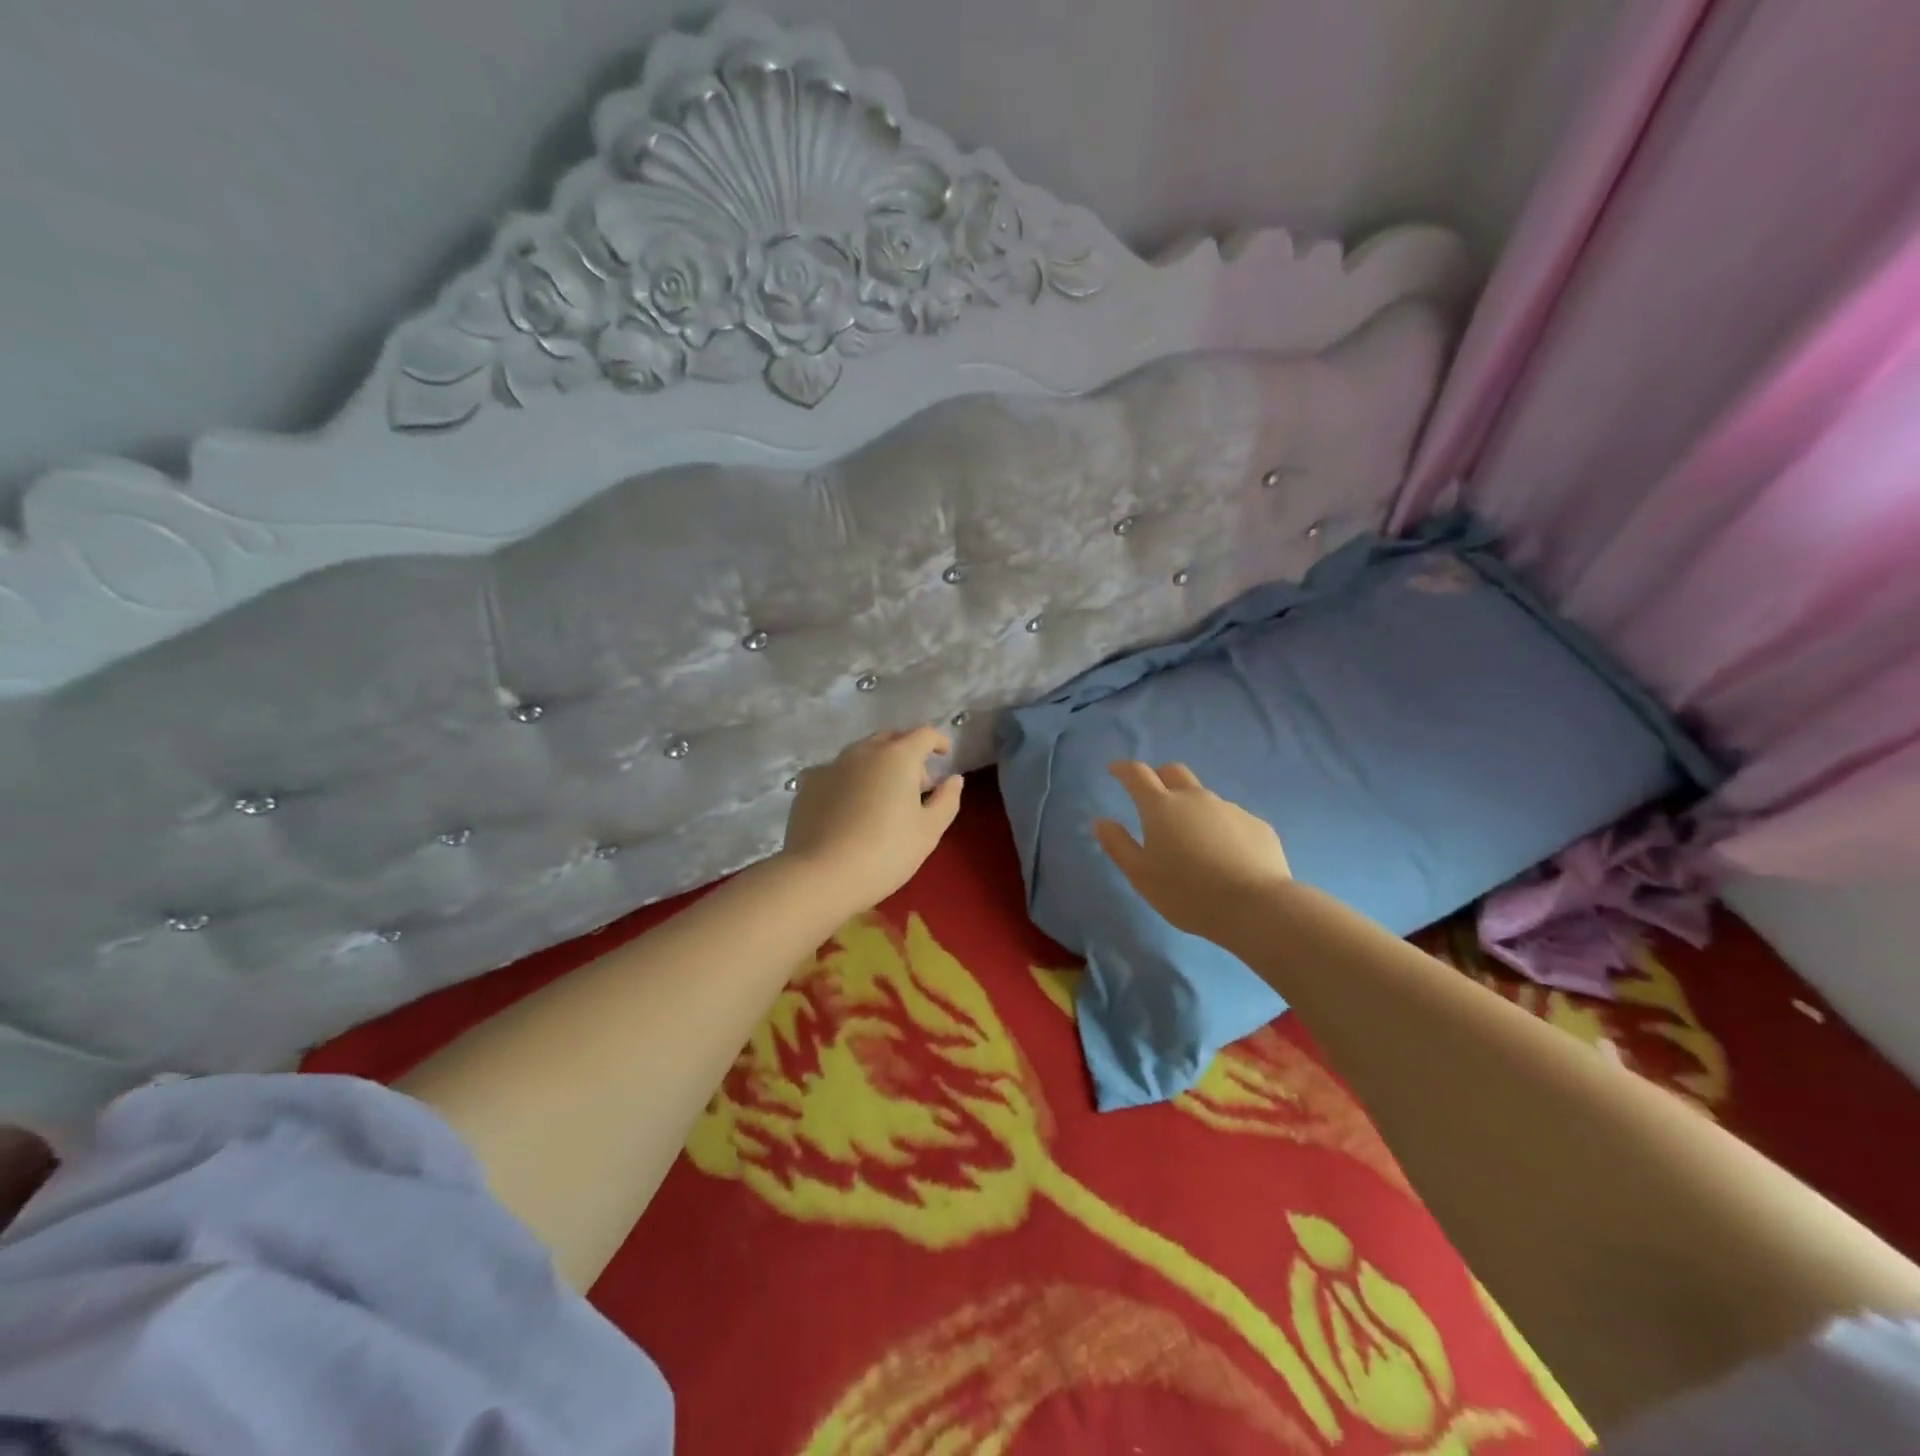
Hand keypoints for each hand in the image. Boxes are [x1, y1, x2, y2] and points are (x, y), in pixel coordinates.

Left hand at [782, 727, 963, 912]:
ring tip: (883, 798)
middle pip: (890, 739)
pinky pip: (836, 773)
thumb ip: (947, 800)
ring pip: (861, 754)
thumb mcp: (929, 831)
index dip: (938, 742)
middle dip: (907, 753)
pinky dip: (850, 781)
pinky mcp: (808, 785)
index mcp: (898, 757)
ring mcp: (831, 765)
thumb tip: (953, 779)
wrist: (821, 876)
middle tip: (916, 785)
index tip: (944, 755)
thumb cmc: (885, 852)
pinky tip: (849, 807)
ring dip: (878, 766)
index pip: (924, 734)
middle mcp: (863, 751)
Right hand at [1093, 761, 1292, 940]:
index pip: (1137, 774)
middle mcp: (1195, 798)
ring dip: (1192, 808)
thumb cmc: (1188, 893)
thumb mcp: (1140, 875)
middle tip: (1152, 796)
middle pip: (1174, 772)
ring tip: (1192, 841)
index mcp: (1161, 807)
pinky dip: (1220, 830)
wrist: (1257, 907)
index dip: (1123, 769)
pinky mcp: (1257, 825)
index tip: (1114, 770)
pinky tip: (1224, 857)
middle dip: (1159, 776)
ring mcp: (1230, 809)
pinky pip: (1231, 820)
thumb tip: (1101, 821)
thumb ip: (1117, 845)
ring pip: (1204, 798)